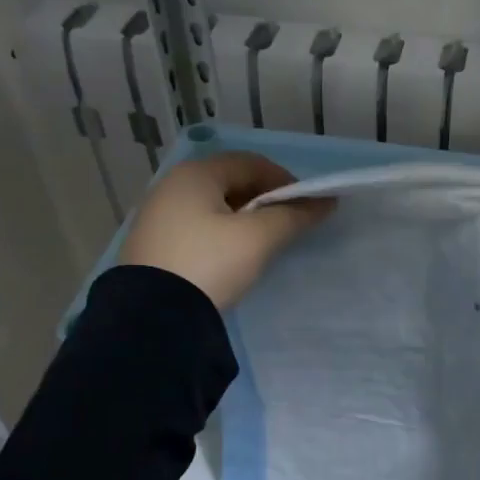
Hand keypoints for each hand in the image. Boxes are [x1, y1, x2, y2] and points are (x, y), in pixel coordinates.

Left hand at [121, 152, 333, 308]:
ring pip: (214, 206)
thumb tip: (326, 202)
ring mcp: (159, 216)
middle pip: (231, 182)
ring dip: (244, 218)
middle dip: (264, 200)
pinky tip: (232, 258)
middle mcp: (172, 186)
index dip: (285, 181)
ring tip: (263, 244)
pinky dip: (222, 234)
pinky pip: (198, 228)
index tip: (306, 208)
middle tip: (287, 226)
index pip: (251, 163)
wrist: (153, 316)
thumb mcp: (258, 239)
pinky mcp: (154, 245)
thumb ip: (293, 216)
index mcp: (196, 174)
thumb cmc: (210, 263)